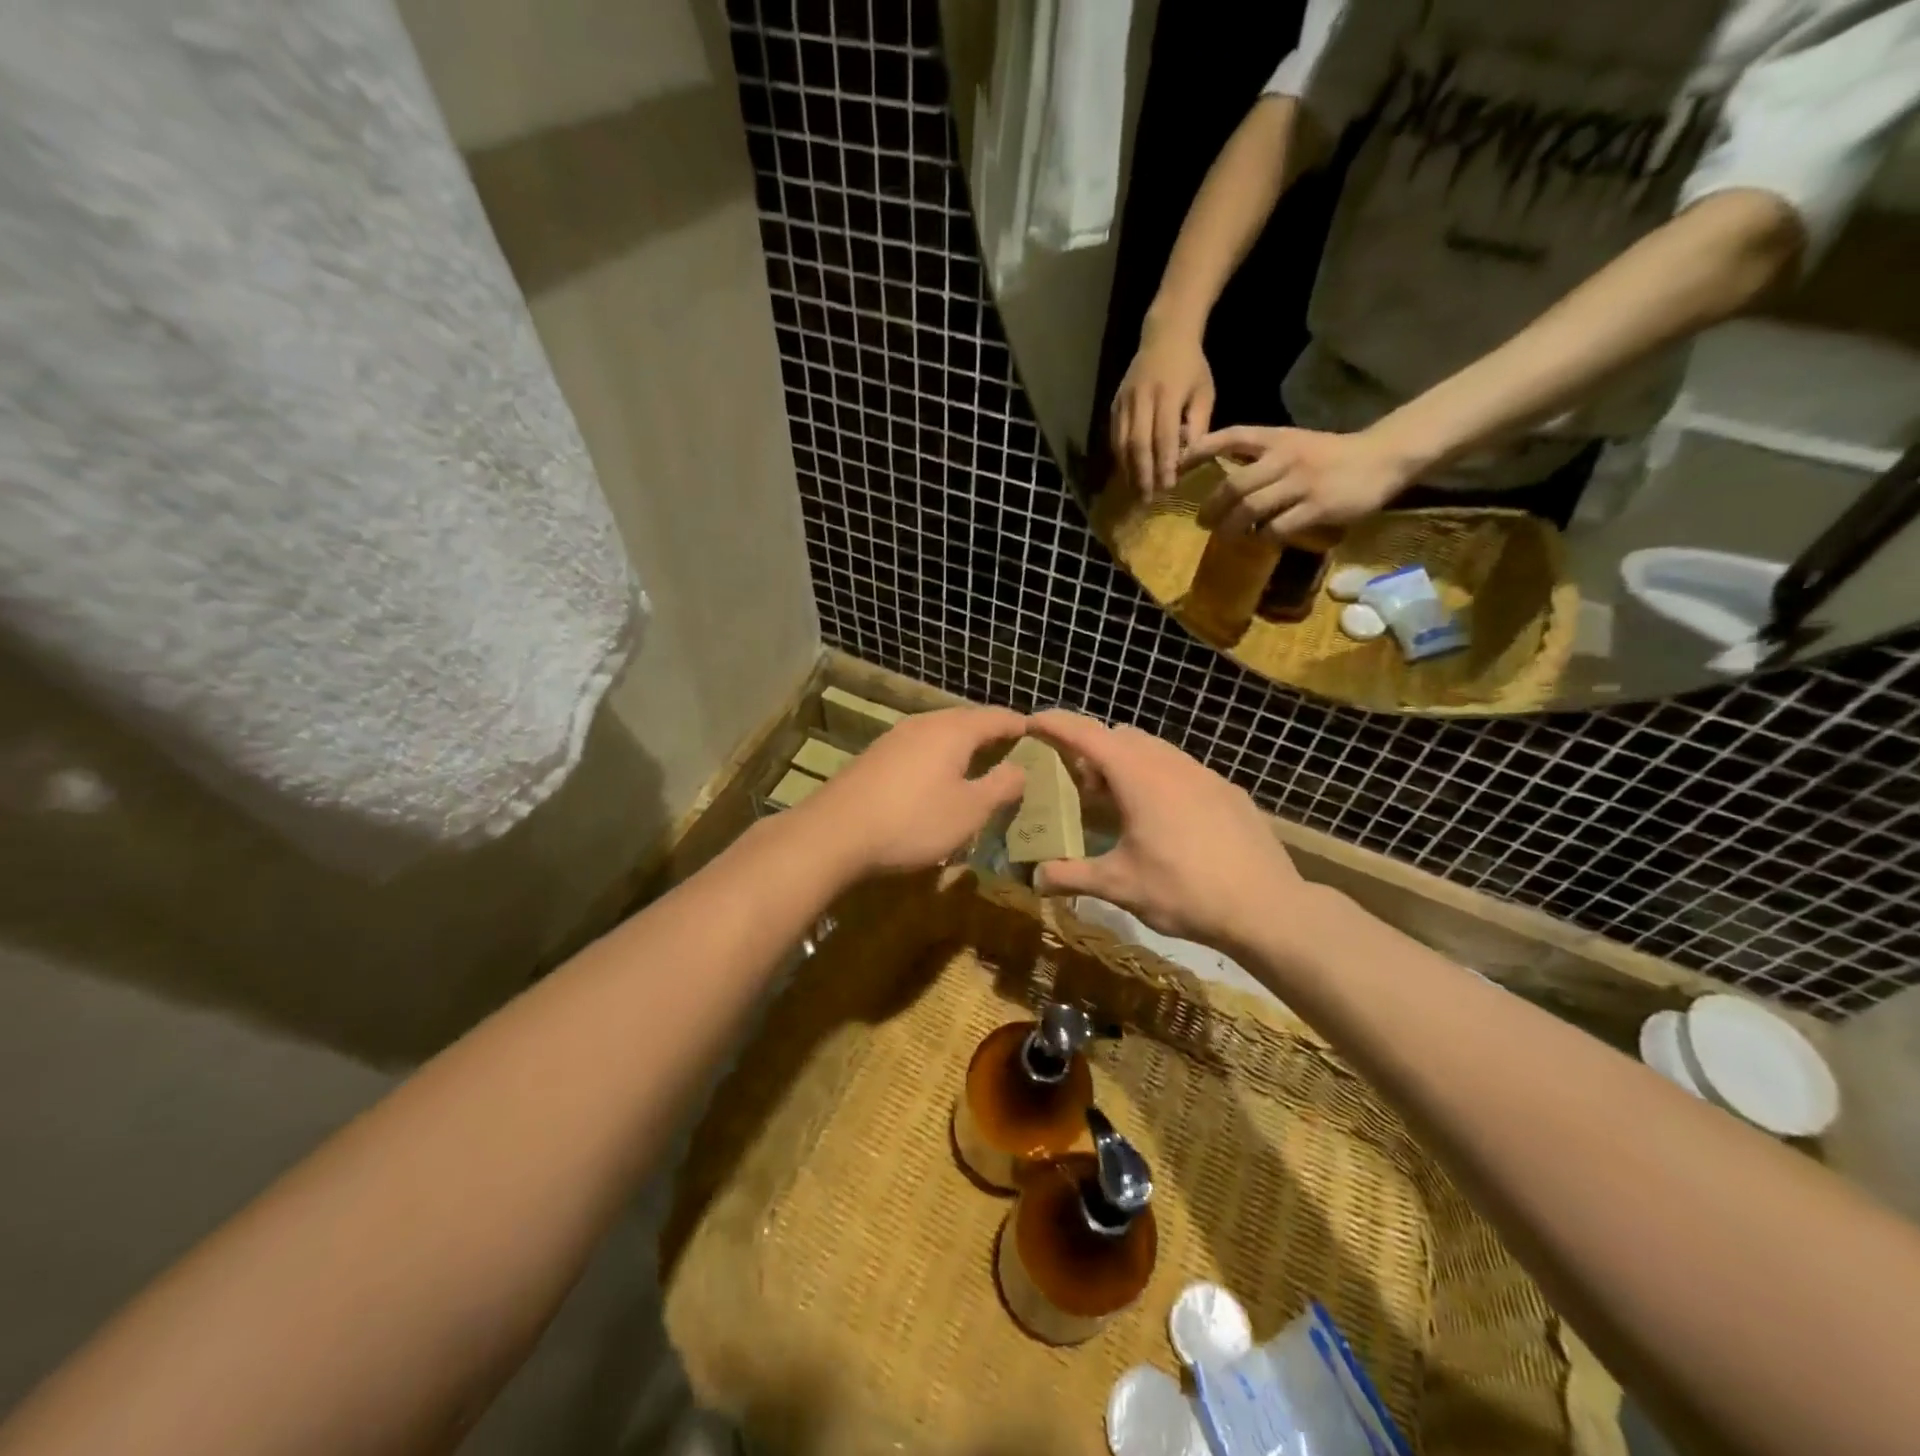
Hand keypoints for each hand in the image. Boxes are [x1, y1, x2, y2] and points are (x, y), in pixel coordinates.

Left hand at [798, 707, 1028, 876]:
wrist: (834, 833)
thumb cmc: (913, 821)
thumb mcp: (970, 811)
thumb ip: (1001, 786)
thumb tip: (1021, 768)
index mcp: (954, 730)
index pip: (997, 717)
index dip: (1021, 726)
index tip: (1040, 735)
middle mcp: (924, 723)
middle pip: (966, 720)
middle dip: (992, 734)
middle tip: (1013, 752)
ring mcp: (895, 737)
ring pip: (940, 733)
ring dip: (963, 746)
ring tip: (979, 765)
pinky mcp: (875, 756)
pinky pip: (919, 747)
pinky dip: (938, 757)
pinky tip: (937, 779)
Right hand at [1023, 710, 1311, 958]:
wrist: (1268, 907)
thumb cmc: (1184, 891)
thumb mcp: (1119, 886)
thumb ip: (1072, 876)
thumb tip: (1034, 878)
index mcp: (1139, 777)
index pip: (1087, 735)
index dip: (1056, 724)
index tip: (1031, 722)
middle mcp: (1171, 764)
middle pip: (1122, 737)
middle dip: (1093, 750)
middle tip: (1080, 786)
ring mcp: (1205, 774)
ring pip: (1155, 750)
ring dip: (1128, 764)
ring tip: (1121, 804)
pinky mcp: (1229, 791)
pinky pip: (1183, 770)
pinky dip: (1160, 779)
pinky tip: (1166, 821)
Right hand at [1112, 322, 1214, 496]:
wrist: (1165, 336)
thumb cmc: (1191, 367)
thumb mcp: (1204, 393)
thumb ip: (1198, 426)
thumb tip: (1189, 461)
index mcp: (1167, 395)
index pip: (1163, 437)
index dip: (1163, 465)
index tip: (1167, 487)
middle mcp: (1141, 399)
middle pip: (1137, 445)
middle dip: (1142, 474)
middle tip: (1147, 499)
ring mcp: (1124, 402)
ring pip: (1121, 444)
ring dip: (1128, 471)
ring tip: (1135, 491)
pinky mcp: (1114, 405)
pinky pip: (1114, 437)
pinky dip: (1120, 458)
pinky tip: (1127, 473)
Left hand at [1187, 425, 1415, 540]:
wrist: (1382, 458)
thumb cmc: (1330, 455)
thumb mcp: (1293, 444)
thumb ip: (1260, 457)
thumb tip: (1221, 481)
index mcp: (1277, 439)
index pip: (1231, 437)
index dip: (1201, 450)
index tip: (1177, 467)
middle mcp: (1285, 458)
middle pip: (1234, 485)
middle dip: (1212, 507)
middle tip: (1201, 521)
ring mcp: (1302, 483)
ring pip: (1251, 509)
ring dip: (1231, 527)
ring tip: (1224, 535)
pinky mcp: (1317, 507)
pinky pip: (1277, 527)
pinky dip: (1263, 536)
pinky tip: (1261, 539)